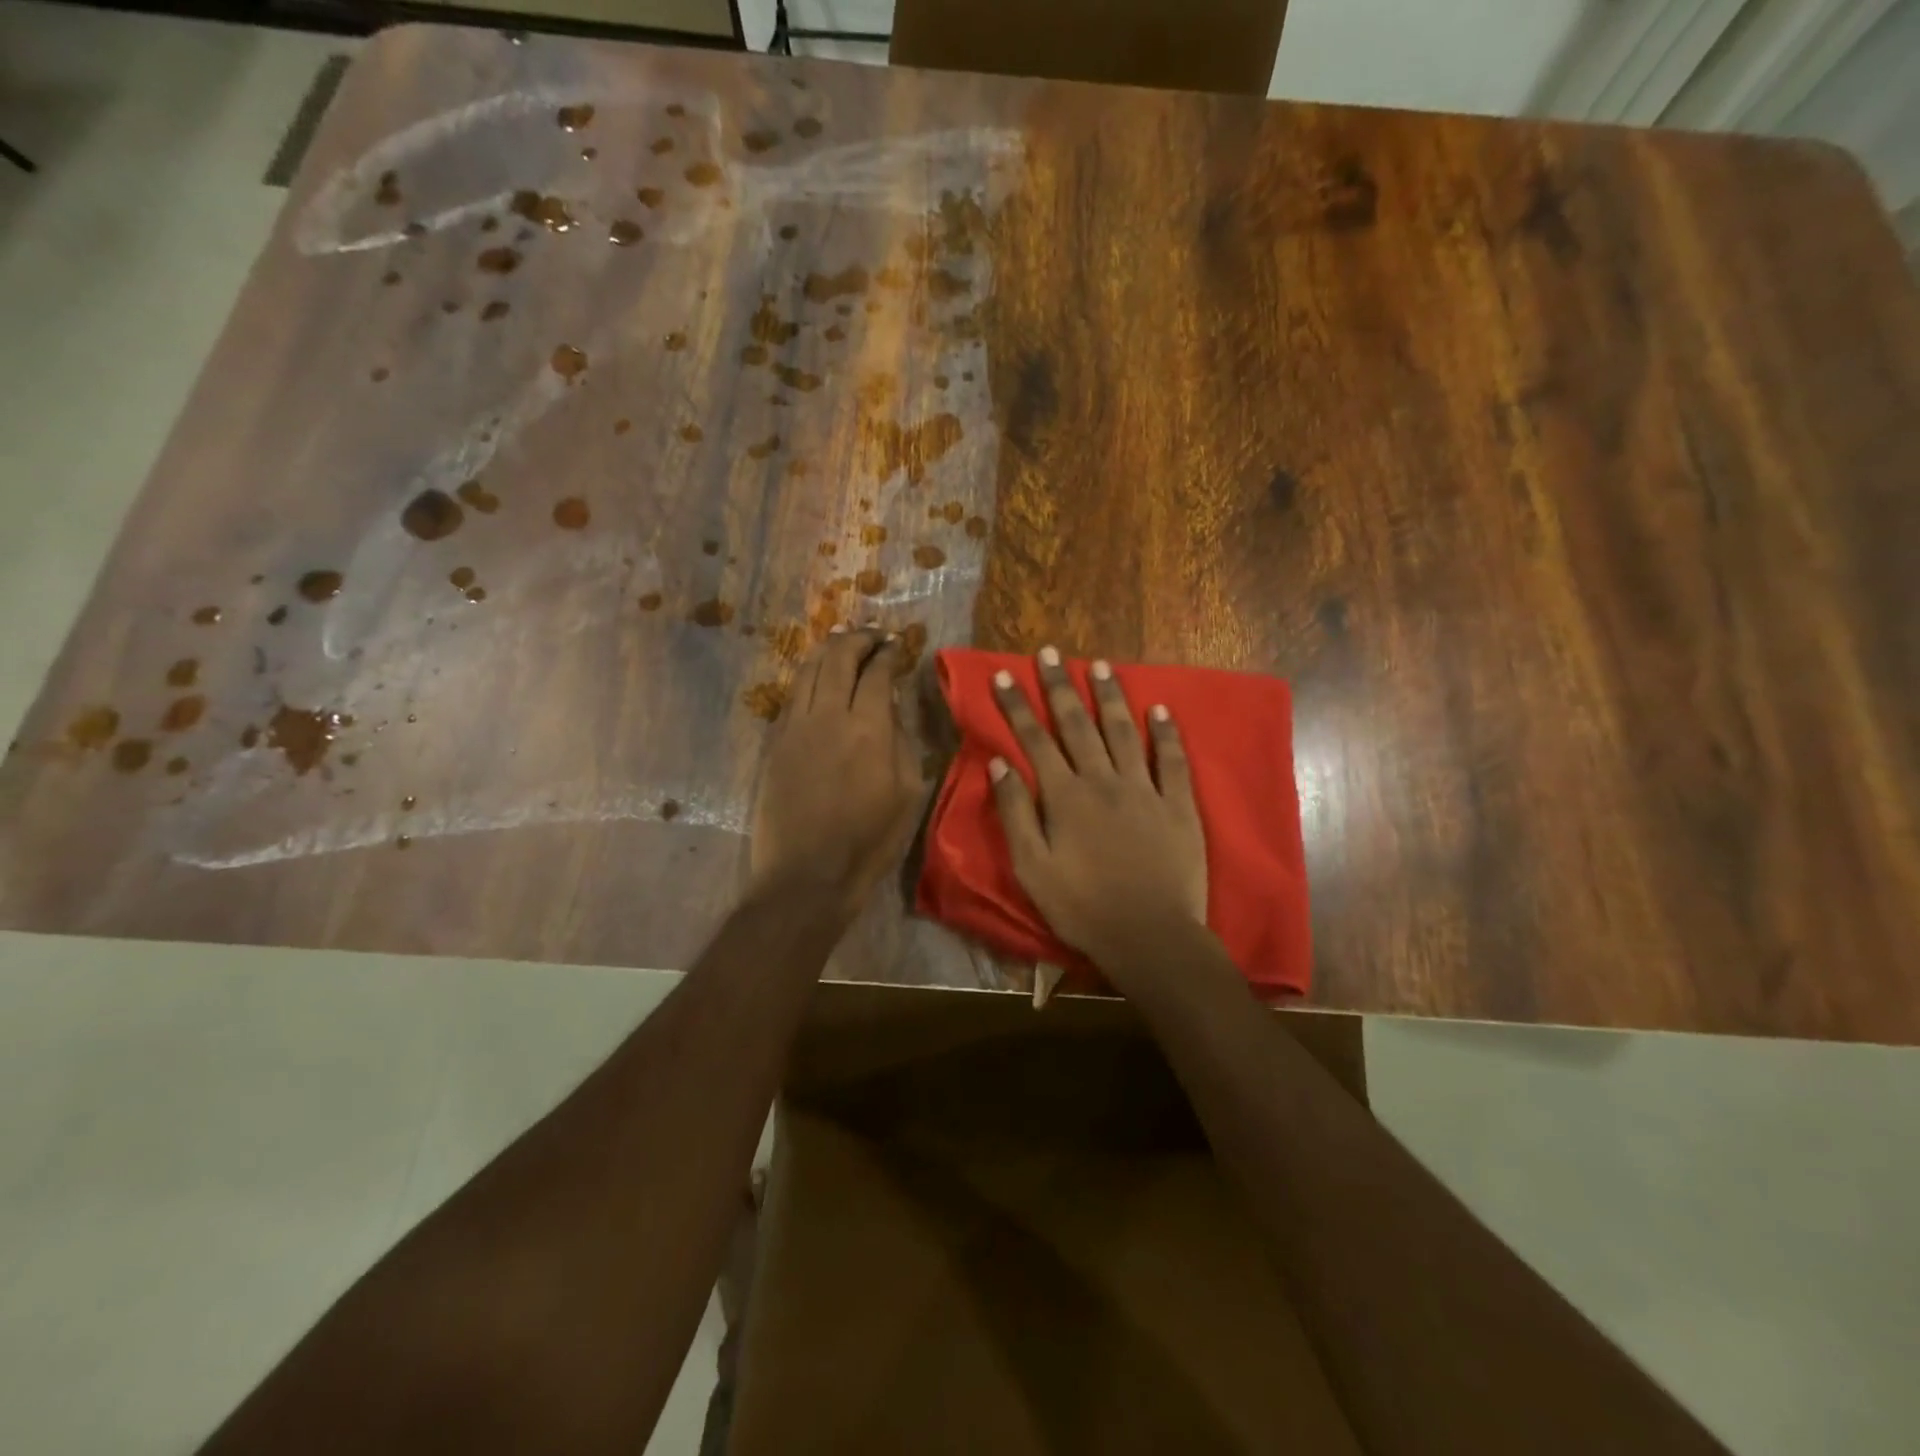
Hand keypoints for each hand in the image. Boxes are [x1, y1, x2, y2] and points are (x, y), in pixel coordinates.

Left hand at [750, 628, 922, 920]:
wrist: (807, 874)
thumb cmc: (869, 840)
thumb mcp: (908, 792)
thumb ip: (902, 741)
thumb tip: (892, 707)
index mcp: (868, 728)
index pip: (877, 672)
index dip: (889, 652)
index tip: (898, 644)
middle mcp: (828, 715)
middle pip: (838, 658)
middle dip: (857, 638)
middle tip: (872, 634)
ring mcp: (795, 727)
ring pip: (808, 670)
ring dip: (827, 650)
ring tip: (841, 641)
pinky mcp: (774, 743)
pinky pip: (791, 696)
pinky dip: (806, 677)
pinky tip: (815, 677)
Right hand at [988, 647, 1208, 969]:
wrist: (1149, 936)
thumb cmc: (1082, 907)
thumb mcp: (1032, 867)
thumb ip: (1015, 813)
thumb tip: (999, 764)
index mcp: (1064, 796)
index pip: (1035, 740)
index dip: (1017, 706)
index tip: (1004, 675)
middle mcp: (1103, 781)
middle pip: (1078, 724)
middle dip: (1061, 686)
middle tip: (1050, 652)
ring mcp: (1144, 790)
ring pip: (1124, 732)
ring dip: (1111, 697)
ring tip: (1101, 664)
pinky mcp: (1178, 805)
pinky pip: (1173, 761)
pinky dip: (1167, 733)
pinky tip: (1161, 709)